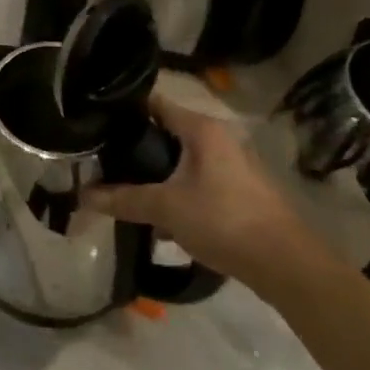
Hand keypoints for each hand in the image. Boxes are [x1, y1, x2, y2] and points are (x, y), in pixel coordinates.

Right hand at [83, 96, 311, 283]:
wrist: (287, 266)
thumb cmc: (224, 220)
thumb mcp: (166, 209)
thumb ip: (123, 199)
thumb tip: (82, 195)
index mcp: (201, 129)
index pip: (154, 103)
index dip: (124, 109)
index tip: (95, 120)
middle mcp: (219, 138)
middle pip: (166, 132)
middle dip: (136, 146)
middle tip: (103, 157)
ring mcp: (233, 165)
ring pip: (182, 159)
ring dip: (156, 172)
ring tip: (124, 185)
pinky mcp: (240, 191)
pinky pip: (197, 179)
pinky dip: (176, 189)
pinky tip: (158, 212)